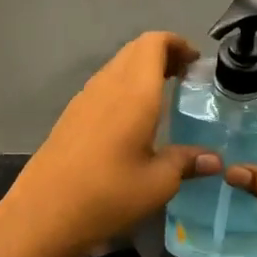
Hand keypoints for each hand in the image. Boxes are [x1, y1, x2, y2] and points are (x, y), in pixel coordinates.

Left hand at [0, 32, 221, 256]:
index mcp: (134, 92)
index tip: (196, 62)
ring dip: (141, 72)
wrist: (43, 213)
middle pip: (135, 51)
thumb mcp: (157, 183)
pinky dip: (123, 89)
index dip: (177, 43)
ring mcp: (84, 99)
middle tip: (185, 78)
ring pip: (116, 68)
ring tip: (163, 98)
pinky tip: (132, 122)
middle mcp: (107, 85)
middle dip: (162, 55)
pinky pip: (103, 87)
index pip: (154, 43)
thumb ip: (186, 162)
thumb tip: (214, 159)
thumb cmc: (108, 194)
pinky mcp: (70, 116)